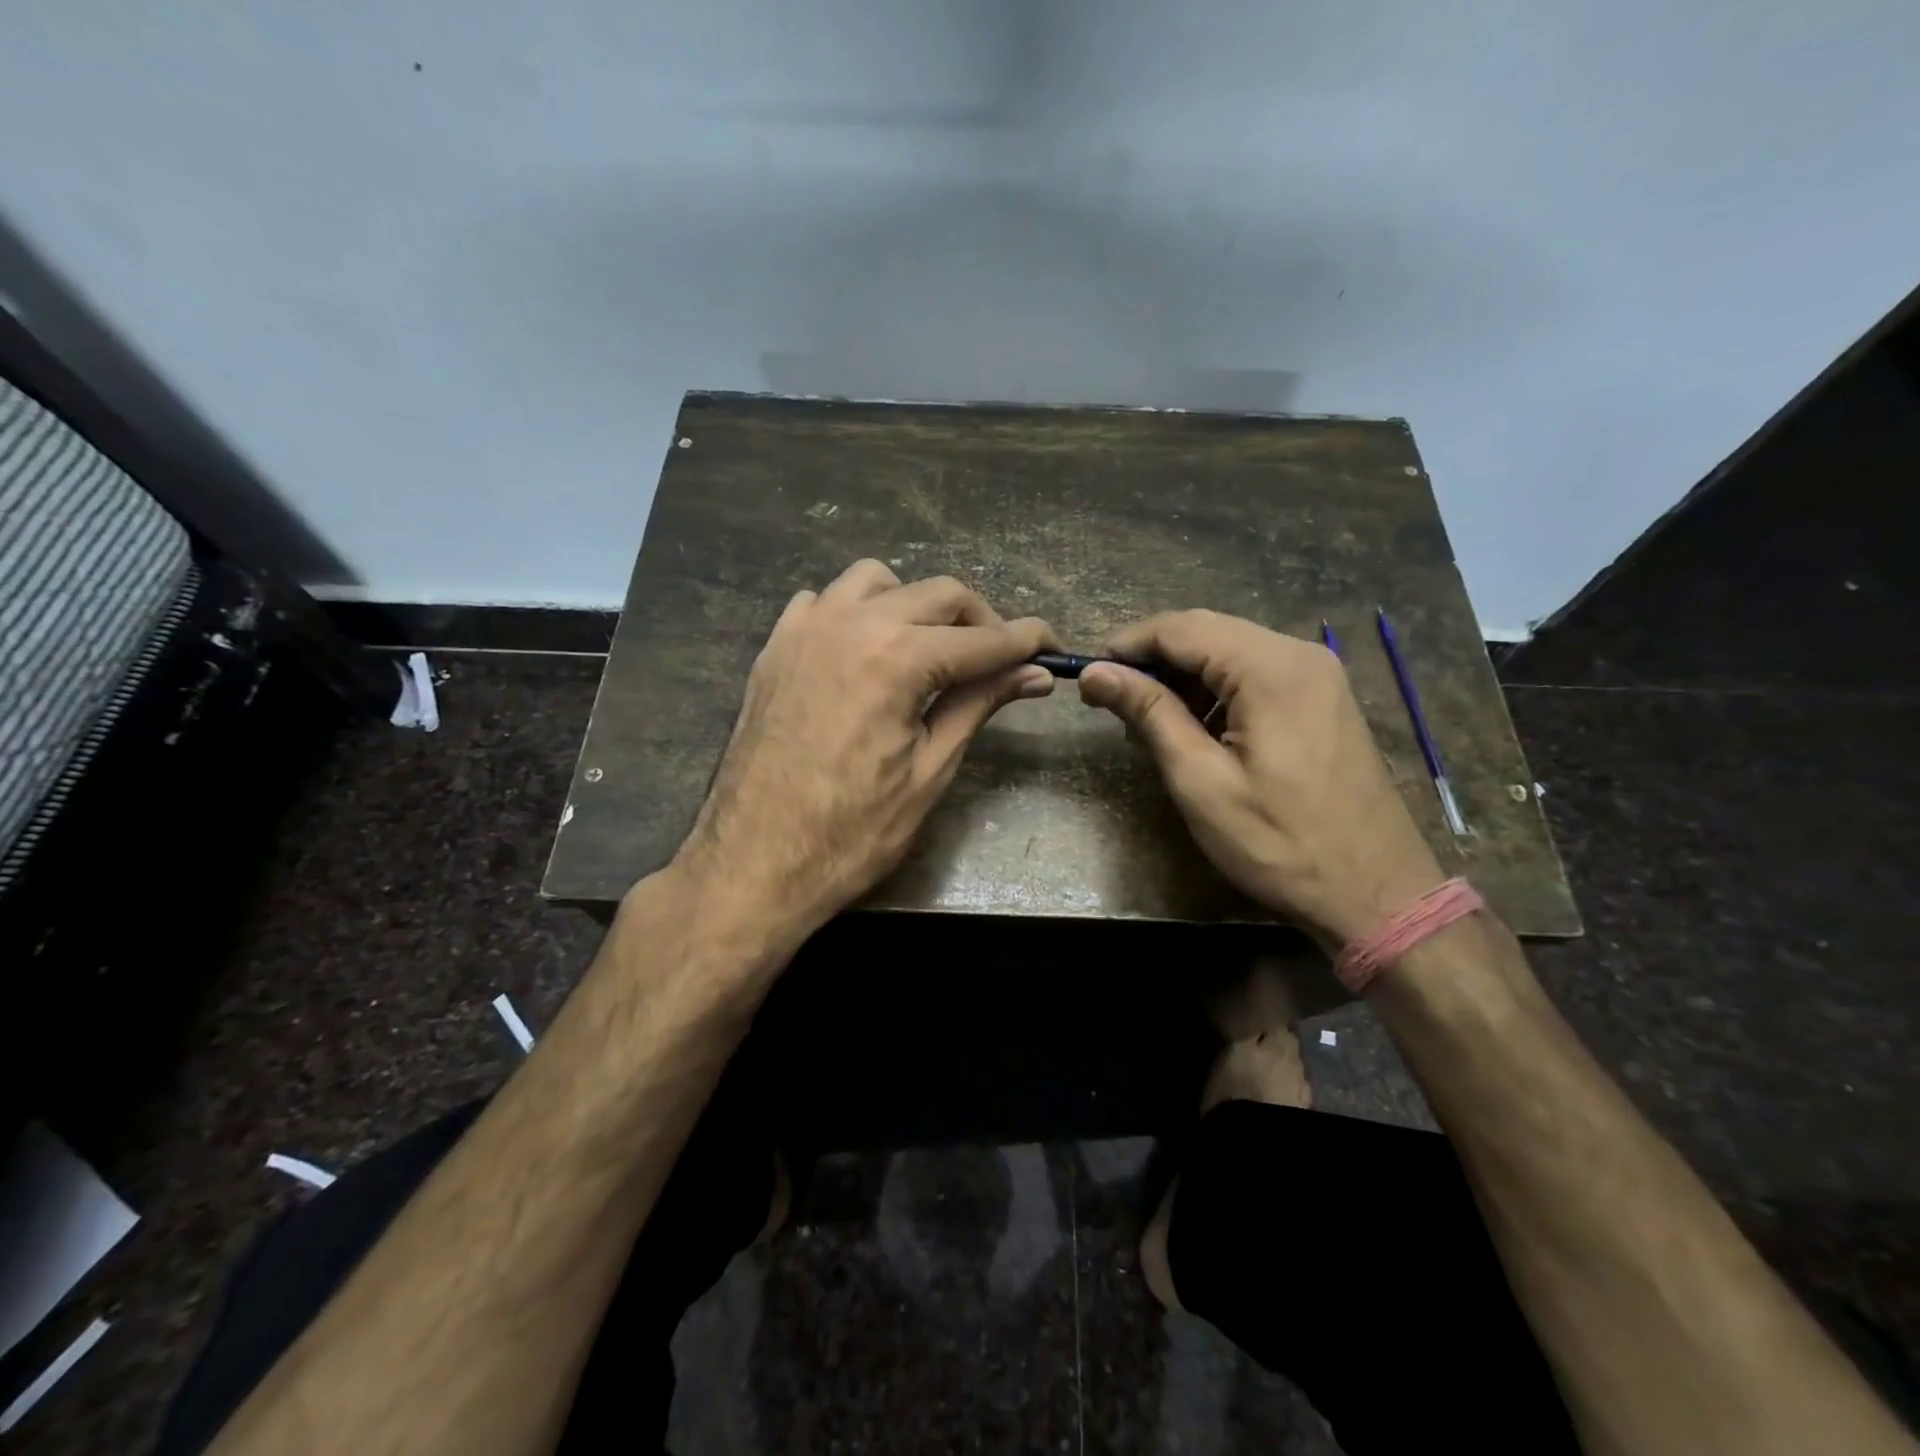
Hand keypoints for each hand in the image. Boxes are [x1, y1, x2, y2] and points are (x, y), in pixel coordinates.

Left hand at [673, 559, 1057, 946]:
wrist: (753, 863)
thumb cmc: (851, 833)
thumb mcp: (930, 770)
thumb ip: (979, 704)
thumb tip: (1035, 673)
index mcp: (898, 658)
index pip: (983, 638)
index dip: (1026, 642)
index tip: (1054, 648)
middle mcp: (852, 623)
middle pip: (938, 593)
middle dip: (980, 621)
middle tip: (1000, 661)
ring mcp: (806, 629)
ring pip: (879, 581)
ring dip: (916, 604)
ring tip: (930, 651)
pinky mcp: (776, 647)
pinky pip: (824, 601)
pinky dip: (857, 612)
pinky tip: (865, 653)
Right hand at [1078, 610, 1443, 947]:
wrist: (1376, 894)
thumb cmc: (1279, 843)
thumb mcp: (1200, 780)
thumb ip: (1148, 714)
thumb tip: (1095, 672)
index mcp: (1271, 668)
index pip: (1181, 628)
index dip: (1127, 645)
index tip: (1089, 676)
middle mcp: (1300, 654)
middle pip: (1207, 632)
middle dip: (1153, 660)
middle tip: (1112, 701)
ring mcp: (1318, 675)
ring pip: (1231, 651)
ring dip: (1184, 677)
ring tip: (1149, 723)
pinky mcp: (1323, 699)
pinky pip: (1257, 674)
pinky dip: (1217, 691)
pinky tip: (1197, 729)